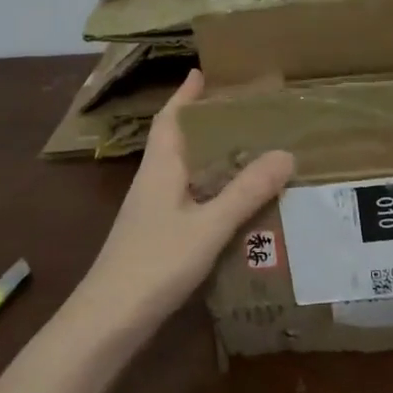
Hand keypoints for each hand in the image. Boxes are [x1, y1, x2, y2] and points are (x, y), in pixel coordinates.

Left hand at [71, 70, 293, 335]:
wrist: (107, 321)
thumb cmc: (155, 263)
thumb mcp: (209, 226)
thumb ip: (246, 192)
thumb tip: (286, 153)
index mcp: (160, 167)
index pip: (171, 118)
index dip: (186, 94)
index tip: (204, 71)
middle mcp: (153, 181)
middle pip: (177, 140)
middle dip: (203, 121)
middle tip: (242, 110)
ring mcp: (151, 211)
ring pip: (182, 170)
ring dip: (207, 155)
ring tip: (245, 149)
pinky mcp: (155, 236)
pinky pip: (186, 197)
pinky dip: (208, 188)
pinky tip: (231, 202)